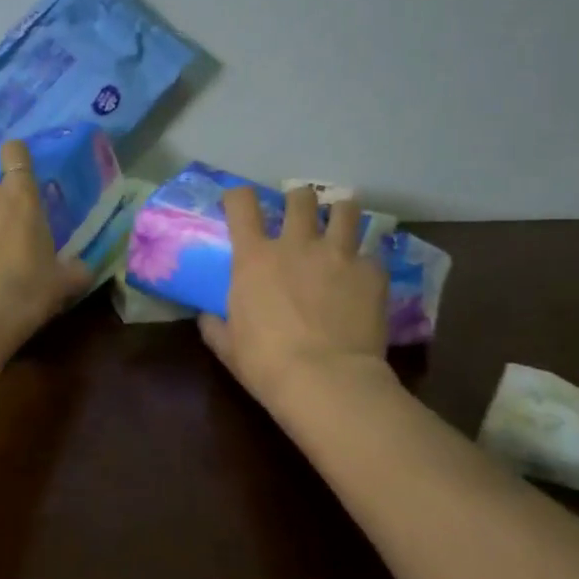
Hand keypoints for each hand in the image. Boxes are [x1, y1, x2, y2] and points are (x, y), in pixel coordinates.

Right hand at [200, 185, 390, 413]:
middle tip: (301, 217)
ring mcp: (338, 254)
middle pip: (301, 197)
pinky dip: (366, 262)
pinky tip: (364, 278)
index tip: (241, 204)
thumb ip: (215, 325)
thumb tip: (207, 317)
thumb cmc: (266, 364)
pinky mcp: (372, 272)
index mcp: (255, 258)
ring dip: (340, 215)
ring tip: (340, 228)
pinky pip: (372, 254)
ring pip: (346, 210)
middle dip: (299, 201)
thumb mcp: (228, 347)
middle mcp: (297, 244)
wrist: (326, 381)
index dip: (240, 197)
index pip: (242, 203)